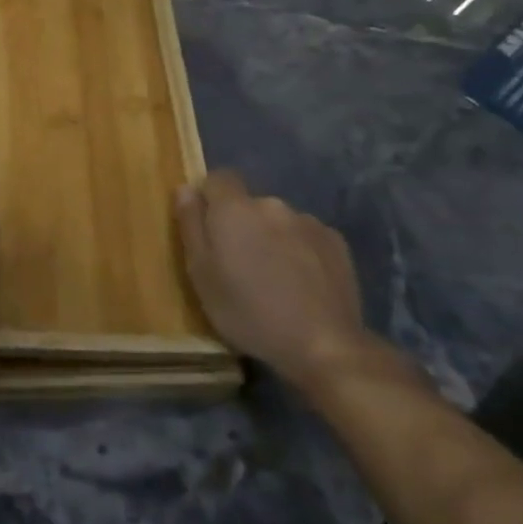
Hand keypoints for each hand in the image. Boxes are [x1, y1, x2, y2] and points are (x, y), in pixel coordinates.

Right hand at [175, 171, 376, 390]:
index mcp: (234, 209)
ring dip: (271, 238)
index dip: (210, 199)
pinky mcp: (337, 243)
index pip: (218, 178)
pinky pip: (305, 237)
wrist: (324, 345)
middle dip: (241, 225)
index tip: (208, 231)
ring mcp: (308, 222)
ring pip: (277, 221)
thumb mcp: (201, 273)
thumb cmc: (248, 311)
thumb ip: (191, 225)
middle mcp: (272, 205)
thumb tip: (185, 188)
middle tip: (238, 265)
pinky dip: (299, 251)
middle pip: (248, 203)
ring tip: (274, 279)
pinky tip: (301, 284)